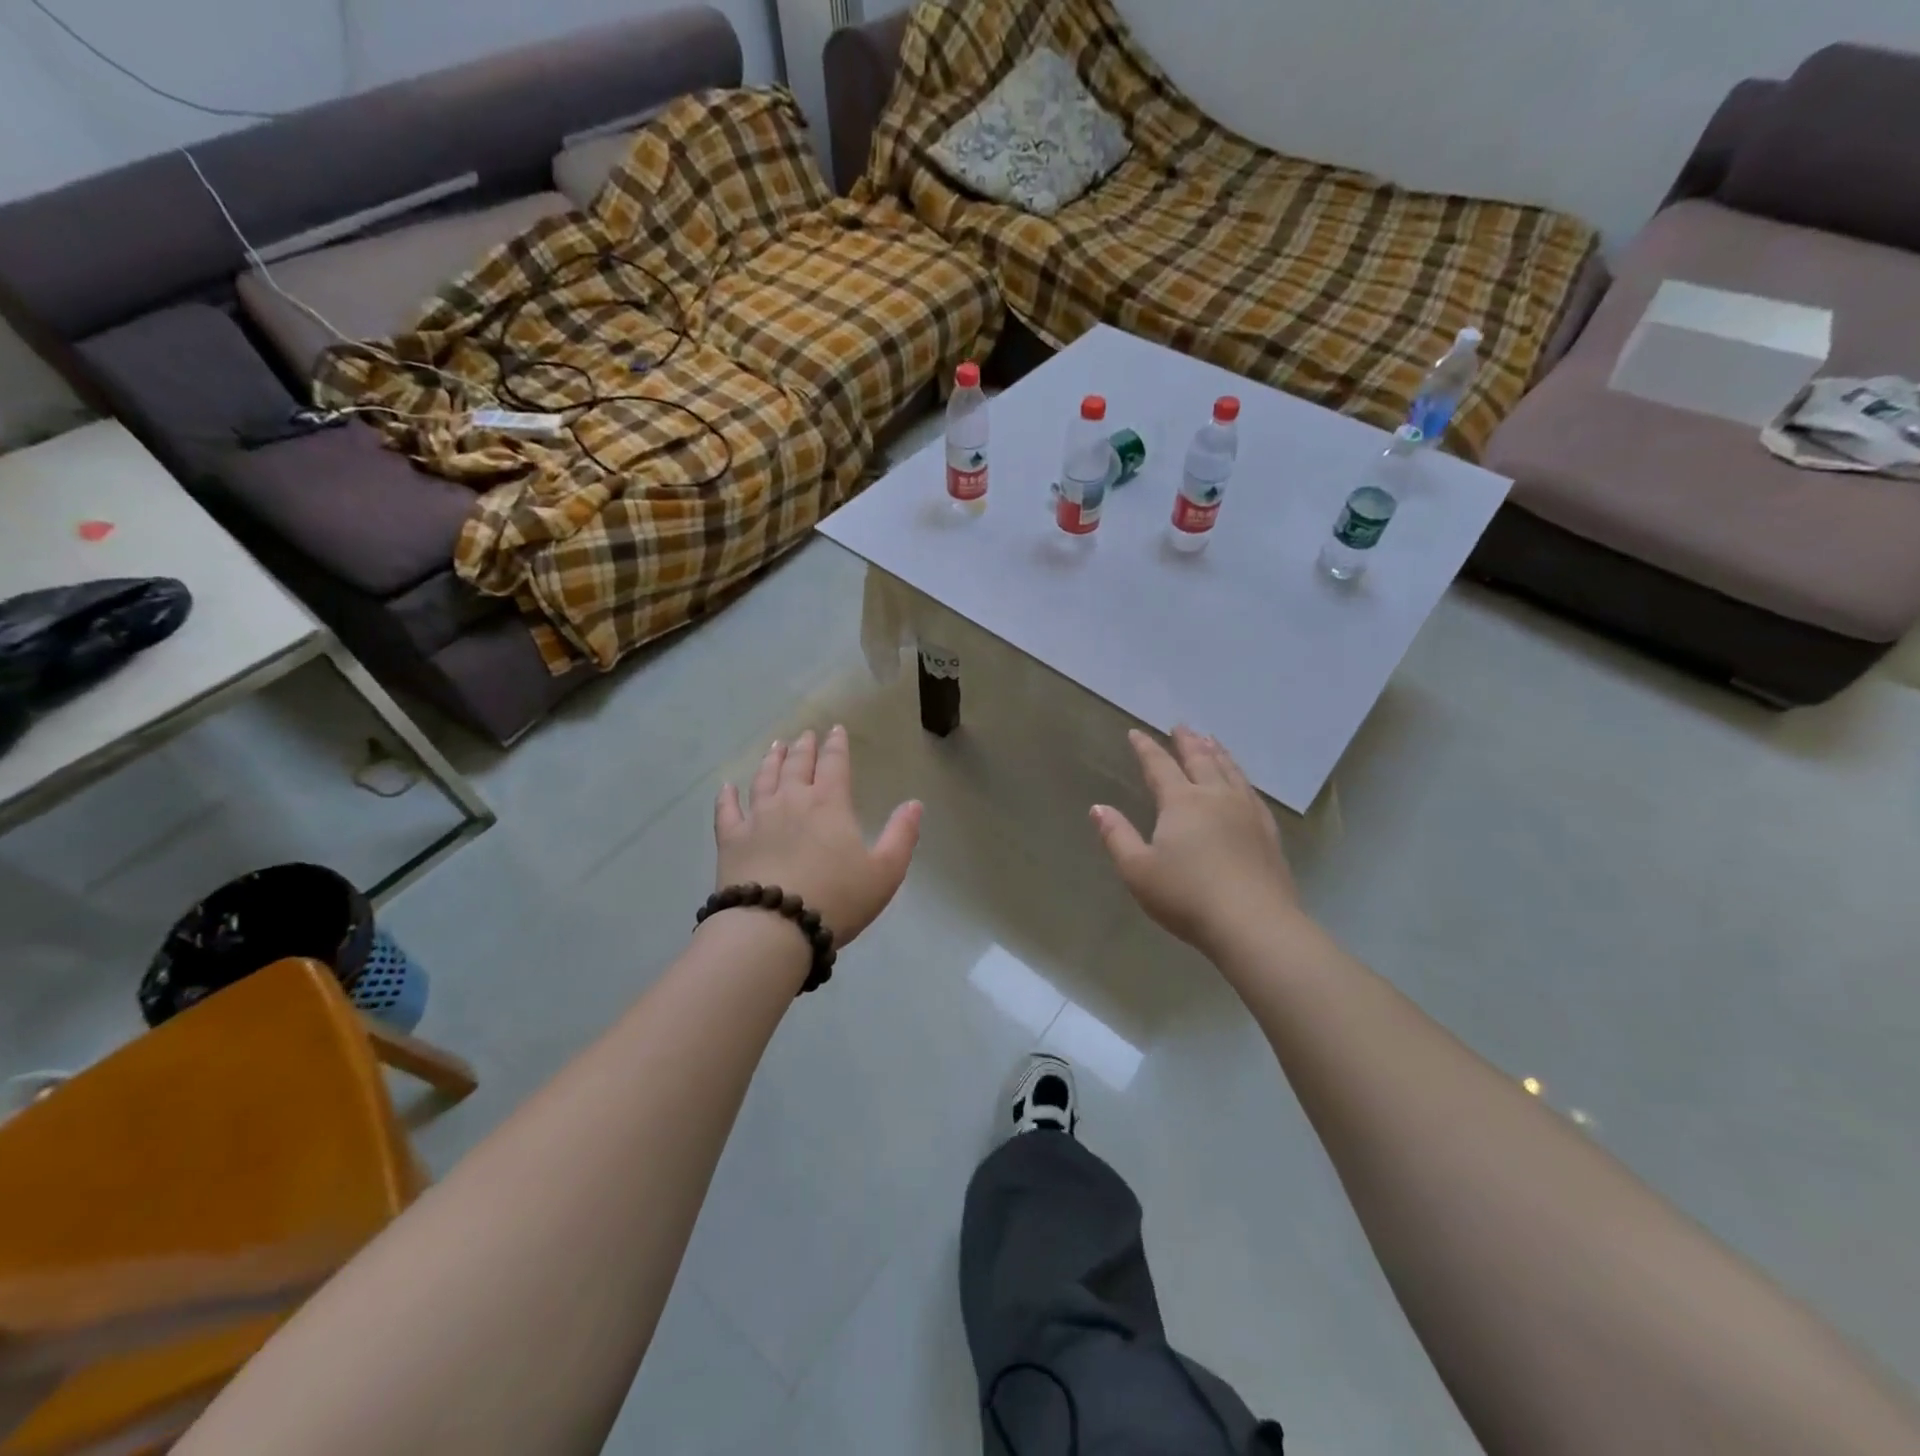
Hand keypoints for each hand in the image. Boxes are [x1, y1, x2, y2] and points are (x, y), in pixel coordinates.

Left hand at [714, 727, 921, 946]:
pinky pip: (727, 811)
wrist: (774, 928)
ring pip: (763, 779)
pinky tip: (727, 787)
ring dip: (771, 761)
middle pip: (797, 765)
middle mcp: (792, 801)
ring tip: (775, 747)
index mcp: (830, 804)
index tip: (836, 729)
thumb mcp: (885, 871)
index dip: (836, 745)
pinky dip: (727, 796)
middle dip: (804, 747)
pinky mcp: (731, 840)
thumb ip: (902, 835)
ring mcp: (757, 818)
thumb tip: (915, 803)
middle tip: (805, 735)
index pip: (835, 763)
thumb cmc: (837, 899)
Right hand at [1092, 727, 1297, 954]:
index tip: (1136, 733)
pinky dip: (1241, 777)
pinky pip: (1251, 792)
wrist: (1253, 924)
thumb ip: (1117, 836)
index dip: (1146, 749)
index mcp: (1182, 802)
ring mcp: (1247, 812)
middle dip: (1187, 742)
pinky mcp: (1268, 832)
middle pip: (1201, 760)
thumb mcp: (1138, 870)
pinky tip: (1242, 782)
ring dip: (1217, 752)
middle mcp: (1216, 797)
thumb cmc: (1187, 896)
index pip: (1160, 766)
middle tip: (1181, 726)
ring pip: (1230, 771)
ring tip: (1211, 740)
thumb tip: (1098, 808)